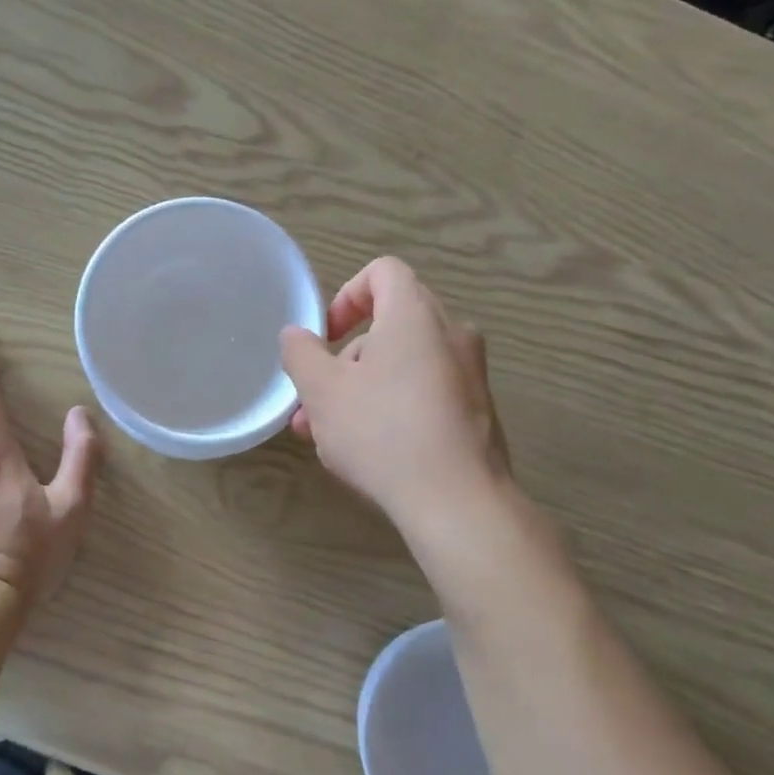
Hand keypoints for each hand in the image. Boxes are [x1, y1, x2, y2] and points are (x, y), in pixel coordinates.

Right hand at [281, 257, 513, 531]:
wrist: (458, 502)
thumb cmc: (383, 432)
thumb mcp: (323, 391)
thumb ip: (301, 354)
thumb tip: (296, 334)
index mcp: (415, 314)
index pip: (382, 272)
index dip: (347, 296)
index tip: (325, 337)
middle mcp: (451, 334)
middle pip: (389, 326)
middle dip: (343, 361)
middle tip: (314, 403)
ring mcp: (470, 375)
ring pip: (403, 366)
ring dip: (361, 391)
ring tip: (327, 438)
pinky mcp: (477, 412)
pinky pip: (426, 393)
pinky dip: (393, 408)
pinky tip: (369, 453)